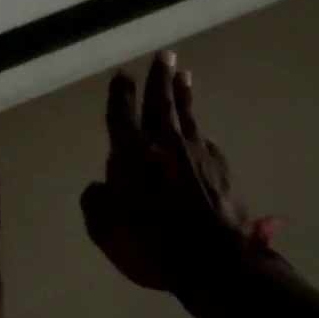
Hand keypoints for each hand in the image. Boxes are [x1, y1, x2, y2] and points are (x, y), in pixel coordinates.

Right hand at [81, 52, 270, 293]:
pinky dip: (199, 134)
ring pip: (187, 115)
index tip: (123, 74)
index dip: (121, 92)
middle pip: (160, 101)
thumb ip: (96, 200)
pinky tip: (200, 134)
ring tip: (185, 75)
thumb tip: (100, 186)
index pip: (123, 112)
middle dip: (160, 77)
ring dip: (183, 94)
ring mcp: (197, 154)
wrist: (215, 263)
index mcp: (132, 151)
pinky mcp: (222, 171)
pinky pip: (206, 143)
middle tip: (166, 55)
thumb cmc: (152, 243)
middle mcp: (165, 143)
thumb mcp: (104, 228)